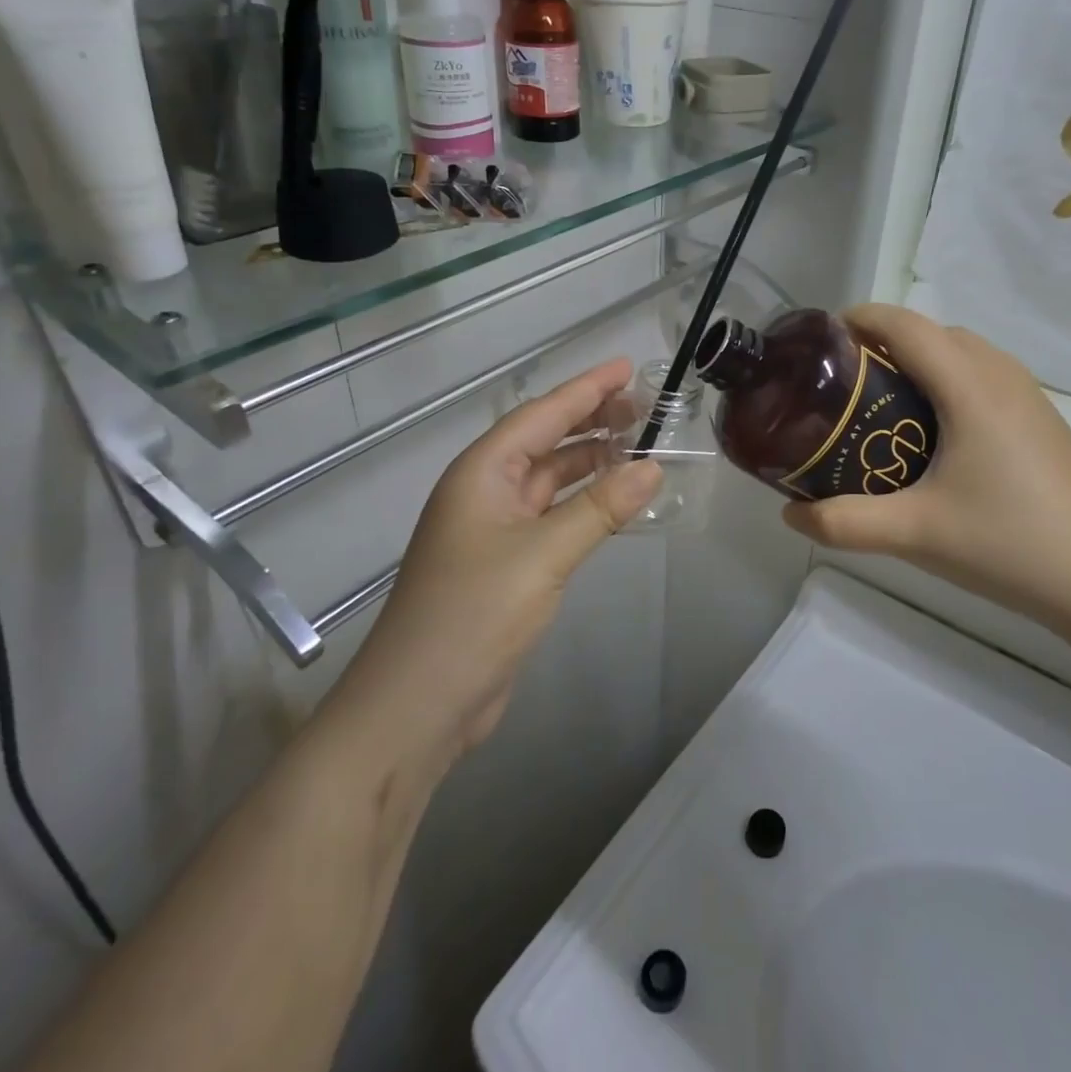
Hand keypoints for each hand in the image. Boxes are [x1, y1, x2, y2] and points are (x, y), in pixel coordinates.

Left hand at [344, 358, 661, 760]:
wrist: (419, 704)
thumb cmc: (473, 614)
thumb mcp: (543, 555)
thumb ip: (600, 508)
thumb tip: (652, 467)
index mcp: (482, 473)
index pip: (541, 414)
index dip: (586, 389)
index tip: (627, 368)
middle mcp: (485, 491)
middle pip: (545, 441)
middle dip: (591, 420)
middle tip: (644, 407)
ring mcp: (494, 529)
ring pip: (550, 479)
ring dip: (590, 461)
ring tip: (638, 445)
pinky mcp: (506, 563)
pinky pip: (552, 515)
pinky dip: (583, 502)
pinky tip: (613, 500)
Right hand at [781, 305, 1070, 639]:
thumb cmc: (1007, 544)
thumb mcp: (914, 534)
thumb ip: (844, 523)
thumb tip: (789, 516)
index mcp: (970, 387)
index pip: (906, 325)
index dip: (860, 318)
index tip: (822, 340)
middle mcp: (1003, 378)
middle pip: (936, 333)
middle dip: (887, 340)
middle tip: (849, 382)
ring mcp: (1032, 399)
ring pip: (968, 354)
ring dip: (925, 360)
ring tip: (890, 405)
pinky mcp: (1047, 424)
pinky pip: (989, 378)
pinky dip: (954, 382)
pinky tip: (943, 437)